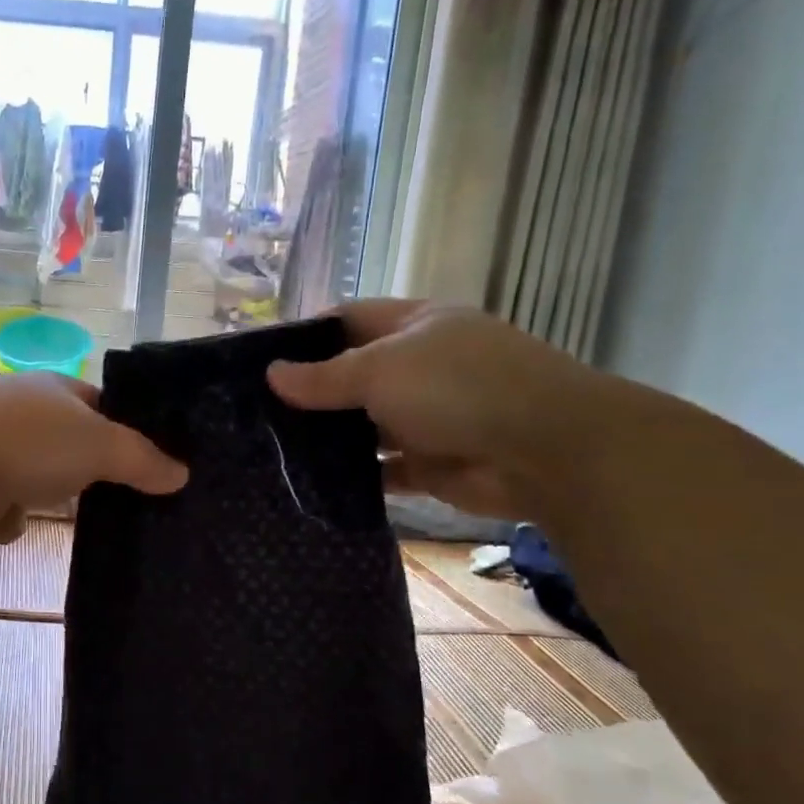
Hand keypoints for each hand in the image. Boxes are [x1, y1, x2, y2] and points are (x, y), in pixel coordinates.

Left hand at [0, 372, 186, 549]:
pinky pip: (10, 509)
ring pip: (41, 478)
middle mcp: (22, 415)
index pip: (102, 404)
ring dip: (55, 495)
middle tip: (139, 497)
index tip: (158, 461)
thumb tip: (182, 474)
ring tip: (99, 521)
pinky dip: (17, 519)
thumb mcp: (100, 444)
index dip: (129, 428)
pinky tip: (31, 528)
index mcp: (52, 389)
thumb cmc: (27, 443)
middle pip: (72, 443)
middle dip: (95, 468)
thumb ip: (142, 459)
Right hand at [267, 300, 613, 519]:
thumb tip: (271, 374)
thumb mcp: (381, 370)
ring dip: (329, 437)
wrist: (548, 452)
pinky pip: (383, 468)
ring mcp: (427, 416)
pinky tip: (313, 484)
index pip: (347, 319)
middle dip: (310, 393)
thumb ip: (324, 377)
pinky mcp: (432, 463)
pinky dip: (355, 475)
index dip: (305, 336)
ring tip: (272, 450)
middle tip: (255, 414)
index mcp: (413, 326)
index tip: (260, 363)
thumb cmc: (458, 388)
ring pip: (364, 424)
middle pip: (352, 374)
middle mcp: (419, 366)